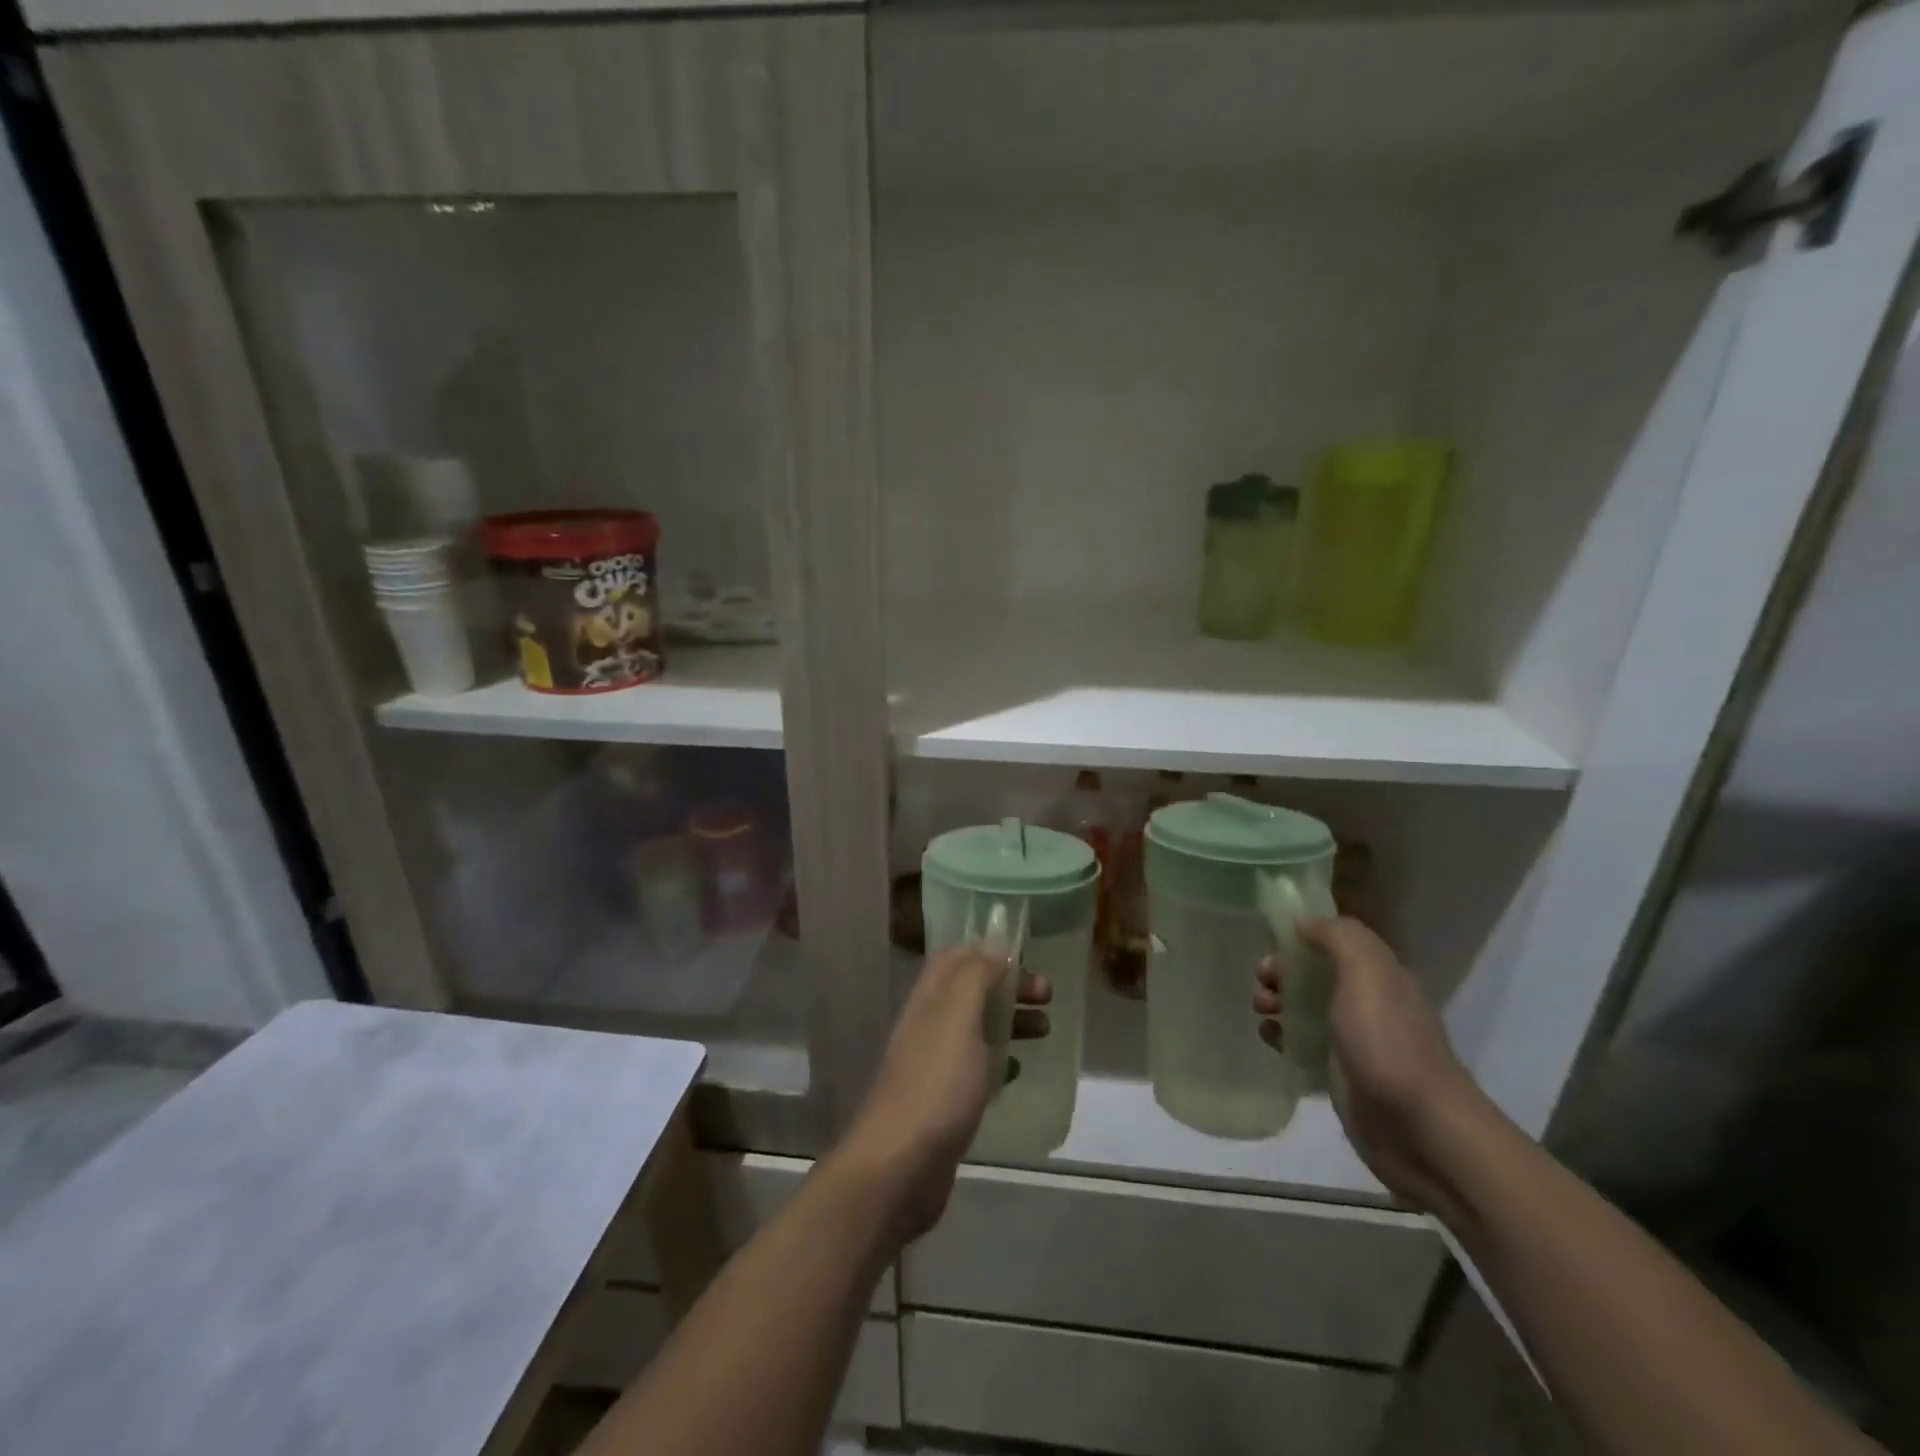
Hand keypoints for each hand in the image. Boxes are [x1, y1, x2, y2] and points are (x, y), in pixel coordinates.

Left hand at [837, 946, 1051, 1245]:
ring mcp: (935, 1064)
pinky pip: (977, 1067)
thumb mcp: (958, 1016)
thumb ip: (976, 975)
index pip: (956, 956)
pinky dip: (1000, 1061)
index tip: (1027, 955)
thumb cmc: (936, 1083)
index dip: (988, 950)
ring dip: (1010, 1020)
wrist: (900, 1167)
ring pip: (977, 1028)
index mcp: (930, 998)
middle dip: (1008, 985)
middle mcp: (929, 1024)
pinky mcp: (945, 1102)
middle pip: (971, 990)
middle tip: (1047, 994)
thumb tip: (993, 943)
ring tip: (1046, 1030)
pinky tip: (1018, 1071)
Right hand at [1255, 916, 1484, 1210]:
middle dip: (1282, 972)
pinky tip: (1271, 1040)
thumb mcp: (1367, 973)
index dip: (1301, 939)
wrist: (1418, 1129)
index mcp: (1379, 975)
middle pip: (1314, 974)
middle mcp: (1367, 1002)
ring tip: (1262, 1013)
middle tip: (1263, 985)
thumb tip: (1303, 923)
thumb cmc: (1388, 1042)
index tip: (1272, 947)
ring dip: (1276, 1002)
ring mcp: (1353, 1040)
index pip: (1335, 942)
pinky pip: (1302, 1044)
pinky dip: (1282, 1036)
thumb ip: (1338, 937)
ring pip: (1304, 1008)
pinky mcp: (1339, 1074)